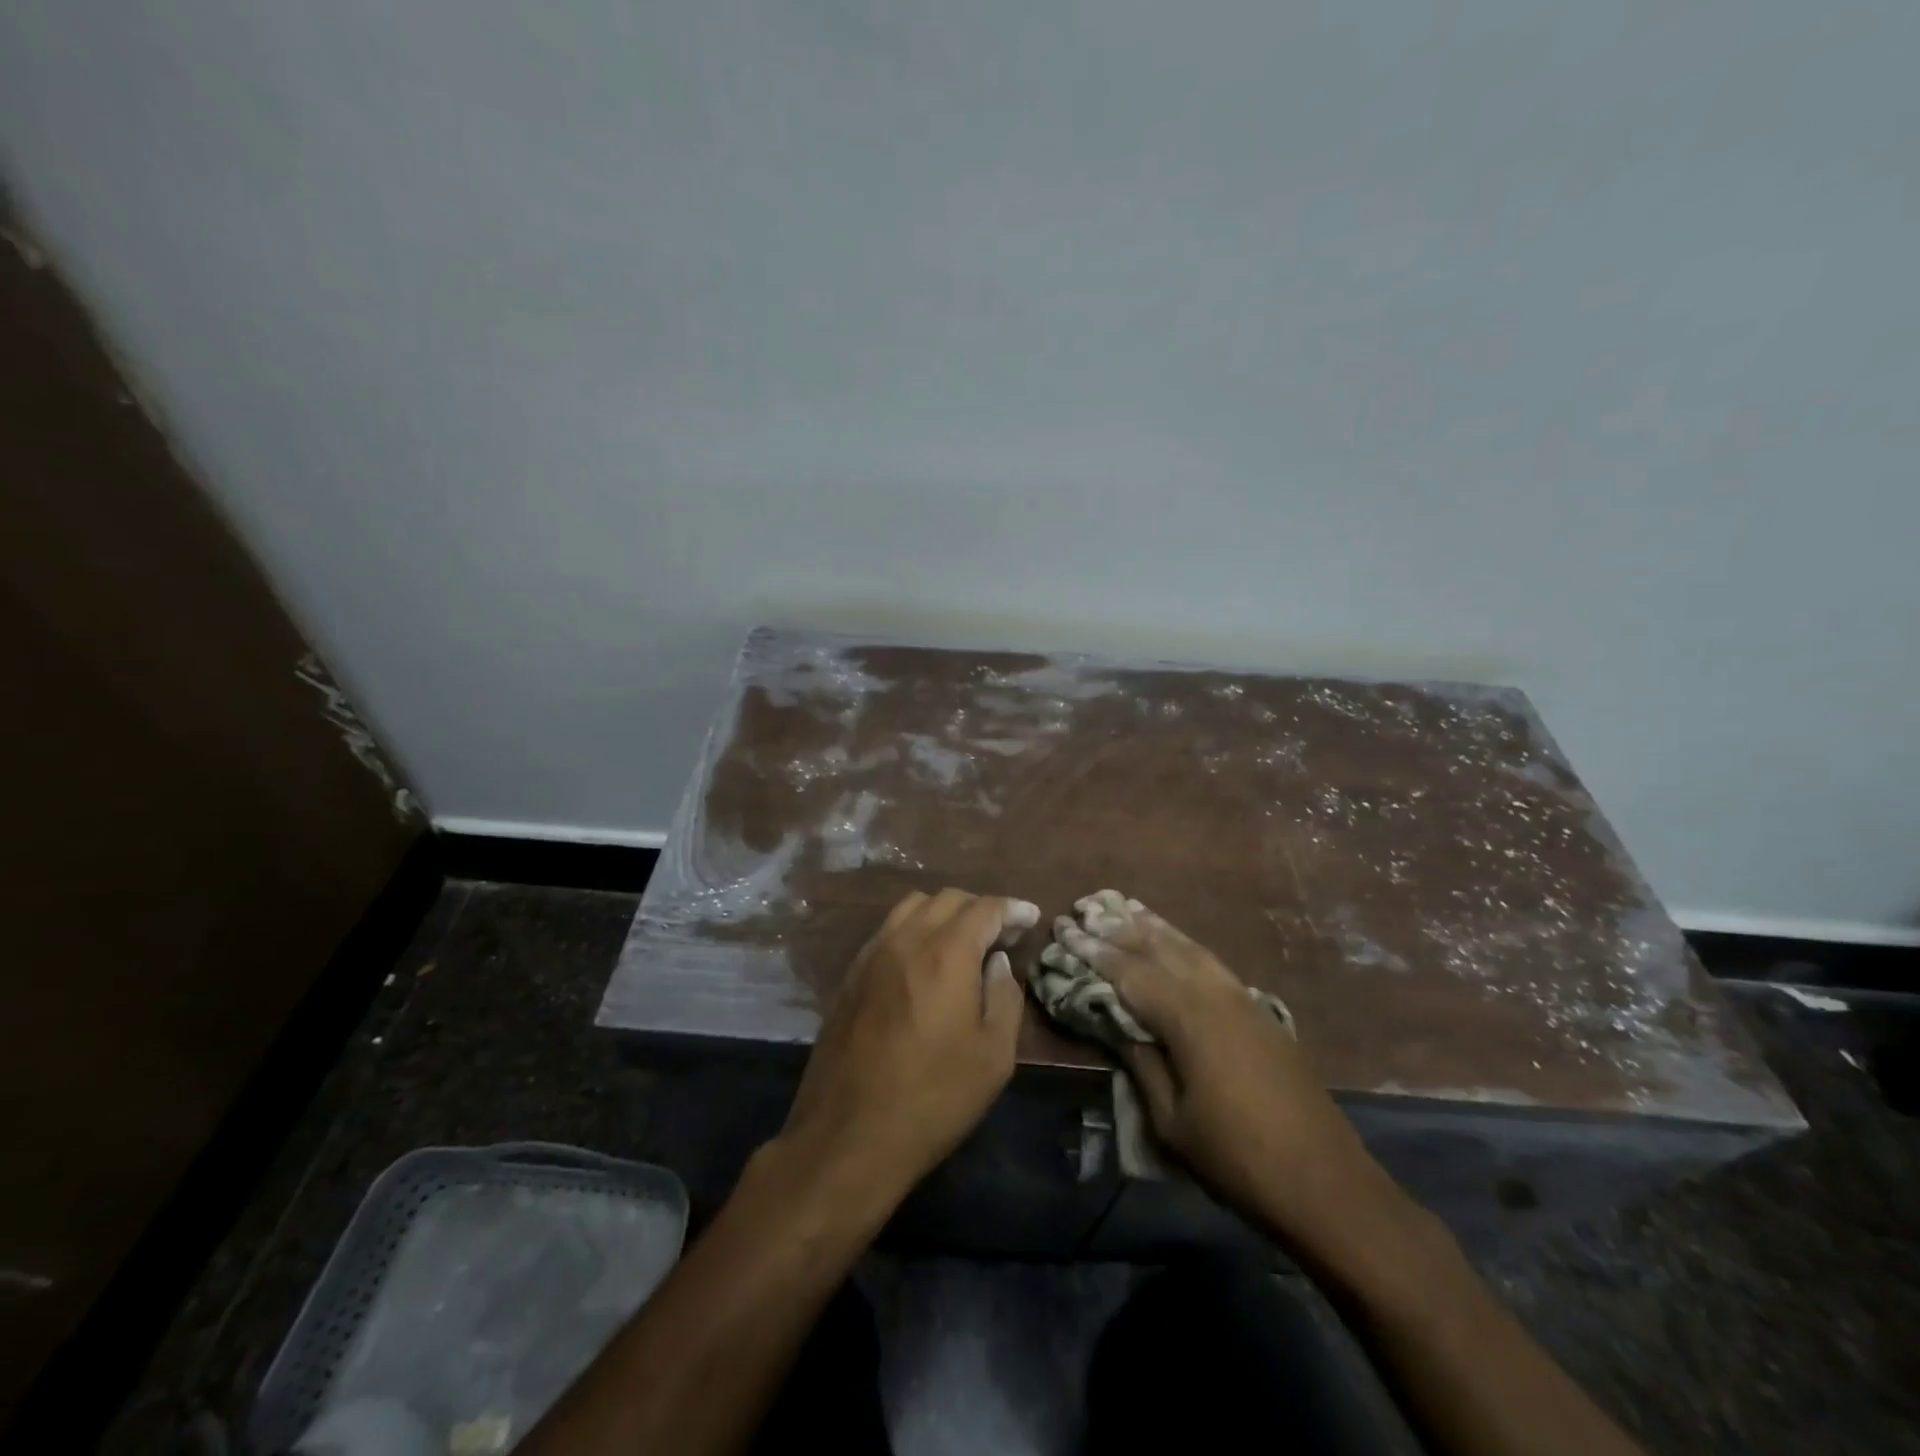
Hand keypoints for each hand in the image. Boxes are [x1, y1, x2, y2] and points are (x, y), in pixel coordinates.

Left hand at [780, 888, 1039, 1201]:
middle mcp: (906, 940)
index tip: (1030, 918)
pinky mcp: (850, 975)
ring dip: (944, 913)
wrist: (848, 1135)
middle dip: (980, 908)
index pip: (985, 909)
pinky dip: (914, 929)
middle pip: (948, 899)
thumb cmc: (933, 1098)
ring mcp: (872, 955)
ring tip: (963, 942)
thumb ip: (1004, 997)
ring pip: (912, 907)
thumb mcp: (993, 1056)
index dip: (1012, 909)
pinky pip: (887, 930)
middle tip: (1002, 935)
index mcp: (946, 953)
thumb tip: (997, 962)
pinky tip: (923, 960)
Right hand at [1056, 896, 1388, 1246]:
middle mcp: (1215, 994)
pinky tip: (1173, 941)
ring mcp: (1242, 998)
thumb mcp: (1171, 1120)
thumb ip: (1141, 1062)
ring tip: (1122, 907)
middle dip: (1117, 929)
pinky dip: (1183, 943)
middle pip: (1157, 949)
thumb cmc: (1237, 1158)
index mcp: (1188, 1018)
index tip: (1063, 930)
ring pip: (1188, 947)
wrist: (1326, 1183)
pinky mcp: (1259, 1010)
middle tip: (1085, 909)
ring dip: (1151, 927)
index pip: (1129, 972)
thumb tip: (1115, 1021)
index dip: (1093, 951)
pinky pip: (1210, 961)